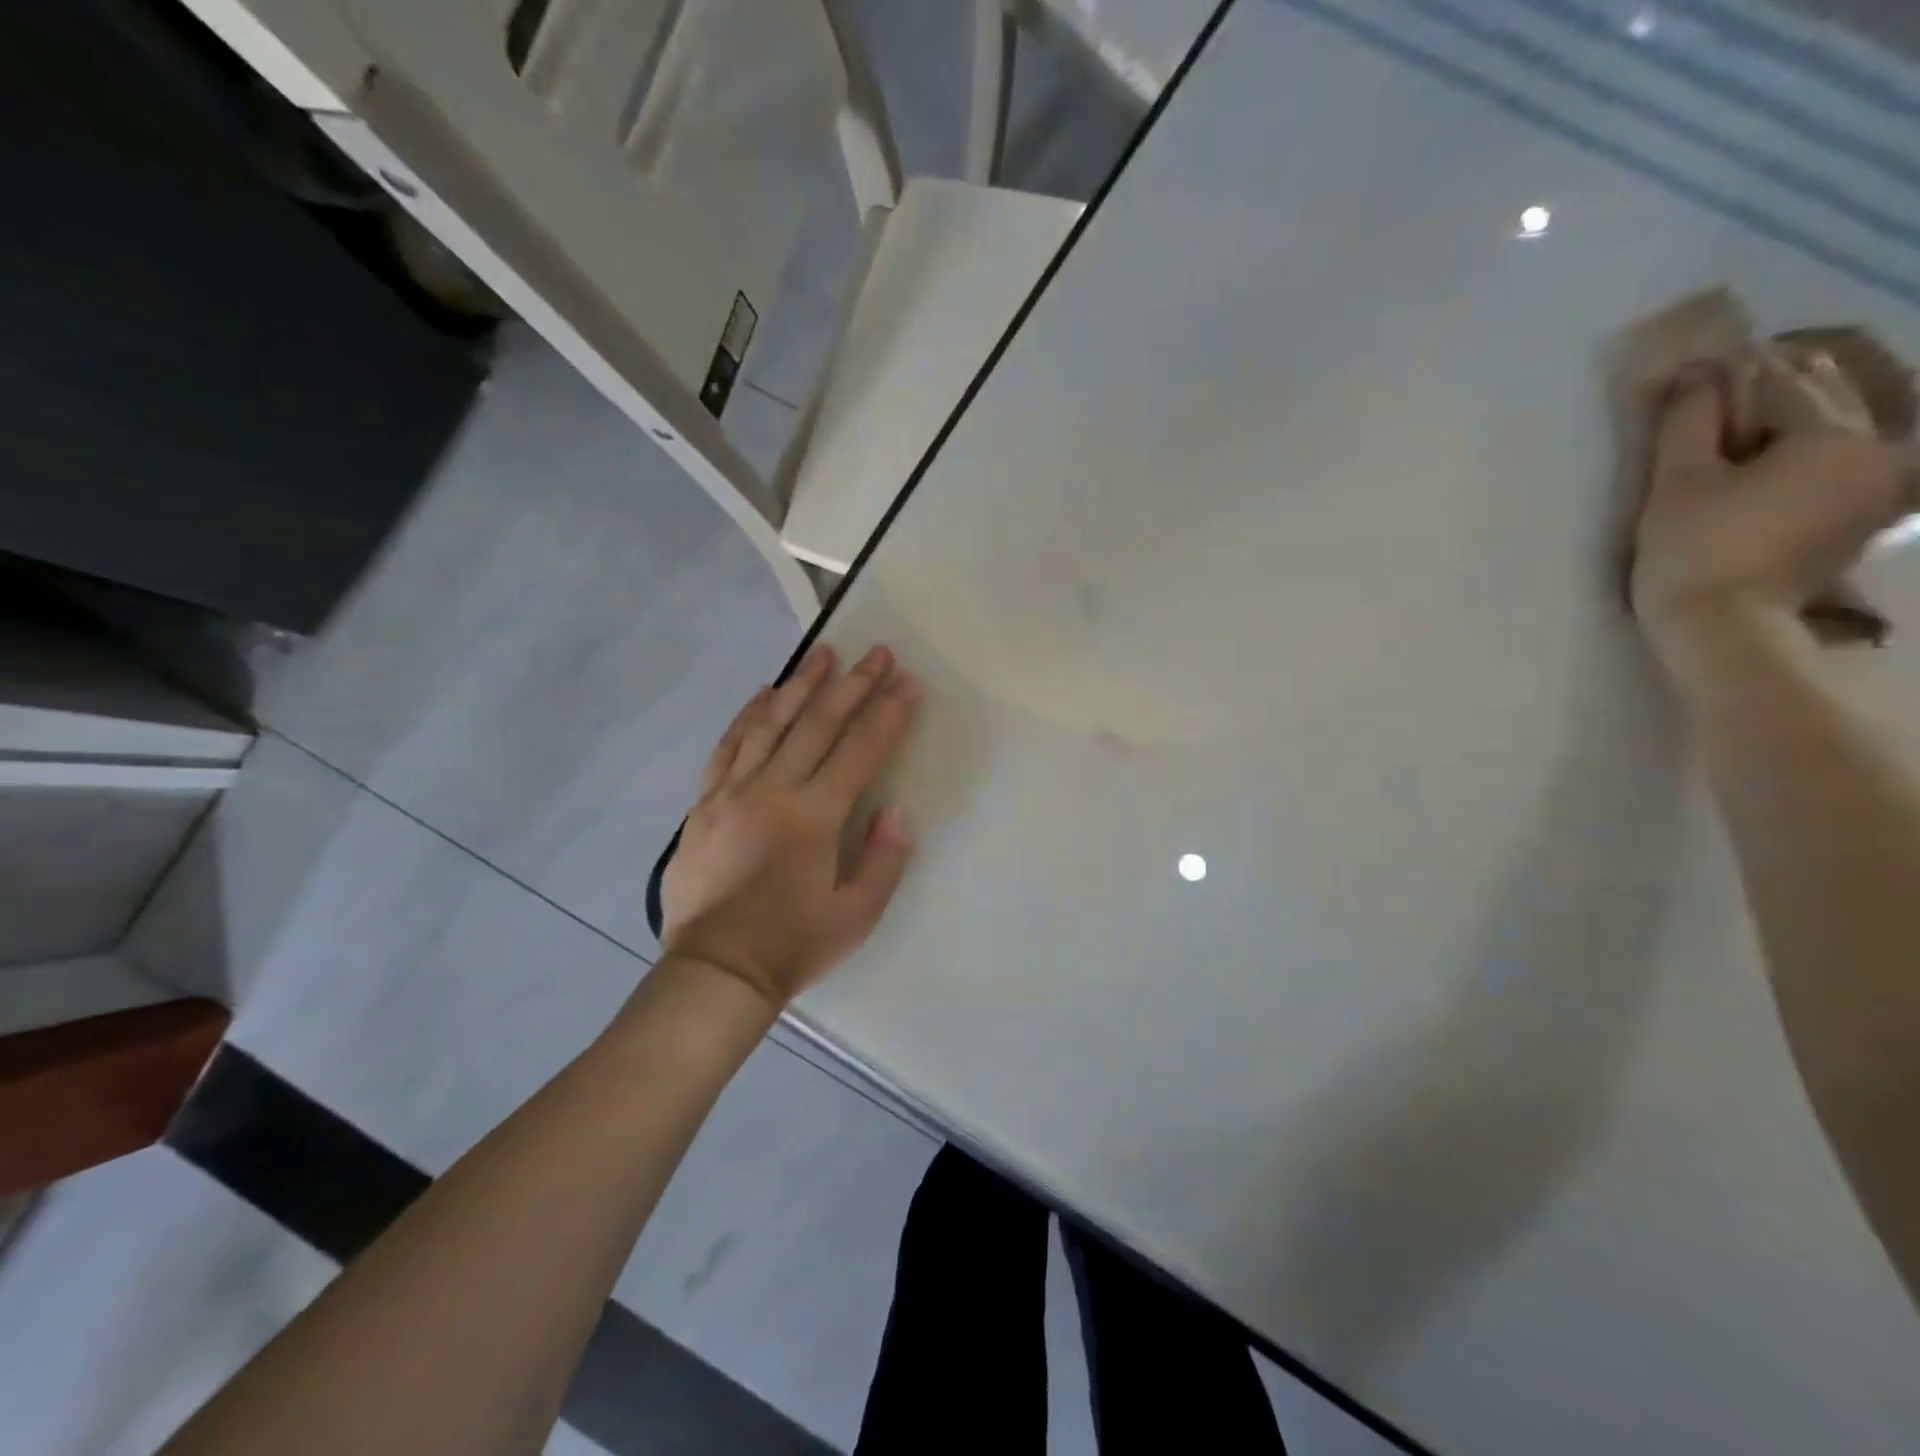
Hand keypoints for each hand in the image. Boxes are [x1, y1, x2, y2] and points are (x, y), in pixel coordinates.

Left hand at [660, 643, 922, 1007]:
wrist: (715, 970)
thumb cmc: (794, 945)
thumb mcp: (858, 915)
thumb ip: (884, 860)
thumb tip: (894, 811)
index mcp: (815, 817)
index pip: (861, 751)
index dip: (889, 714)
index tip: (908, 682)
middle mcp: (774, 791)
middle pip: (819, 725)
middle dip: (854, 685)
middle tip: (877, 652)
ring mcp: (733, 792)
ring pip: (772, 724)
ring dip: (802, 685)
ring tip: (823, 653)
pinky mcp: (704, 803)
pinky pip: (728, 747)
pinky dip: (748, 716)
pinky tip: (764, 694)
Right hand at [1631, 366, 1912, 659]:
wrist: (1724, 628)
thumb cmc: (1693, 551)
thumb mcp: (1676, 483)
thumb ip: (1688, 421)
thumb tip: (1696, 373)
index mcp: (1834, 436)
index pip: (1785, 383)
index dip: (1739, 373)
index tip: (1704, 369)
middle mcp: (1878, 450)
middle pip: (1830, 400)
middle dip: (1782, 388)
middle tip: (1727, 388)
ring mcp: (1881, 488)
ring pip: (1845, 429)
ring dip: (1801, 419)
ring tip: (1750, 423)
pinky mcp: (1866, 518)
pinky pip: (1846, 463)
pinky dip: (1813, 452)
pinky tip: (1774, 462)